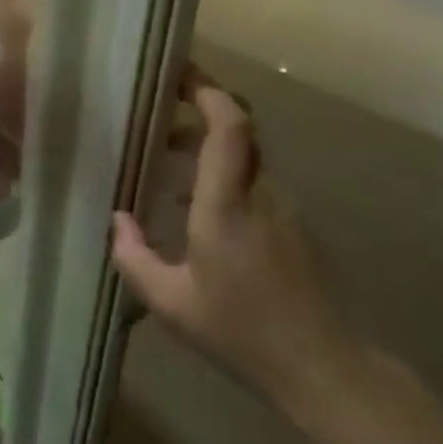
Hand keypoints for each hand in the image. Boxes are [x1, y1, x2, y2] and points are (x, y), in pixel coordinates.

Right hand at [111, 71, 360, 407]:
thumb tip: (118, 220)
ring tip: (169, 157)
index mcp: (227, 203)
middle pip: (240, 128)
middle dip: (201, 108)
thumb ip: (134, 257)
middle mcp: (260, 193)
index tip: (177, 75)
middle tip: (162, 109)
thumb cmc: (241, 331)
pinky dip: (224, 172)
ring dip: (209, 143)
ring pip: (247, 153)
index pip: (229, 126)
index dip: (207, 91)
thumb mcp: (171, 303)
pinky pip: (255, 179)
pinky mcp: (294, 225)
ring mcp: (284, 207)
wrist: (324, 368)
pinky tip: (197, 206)